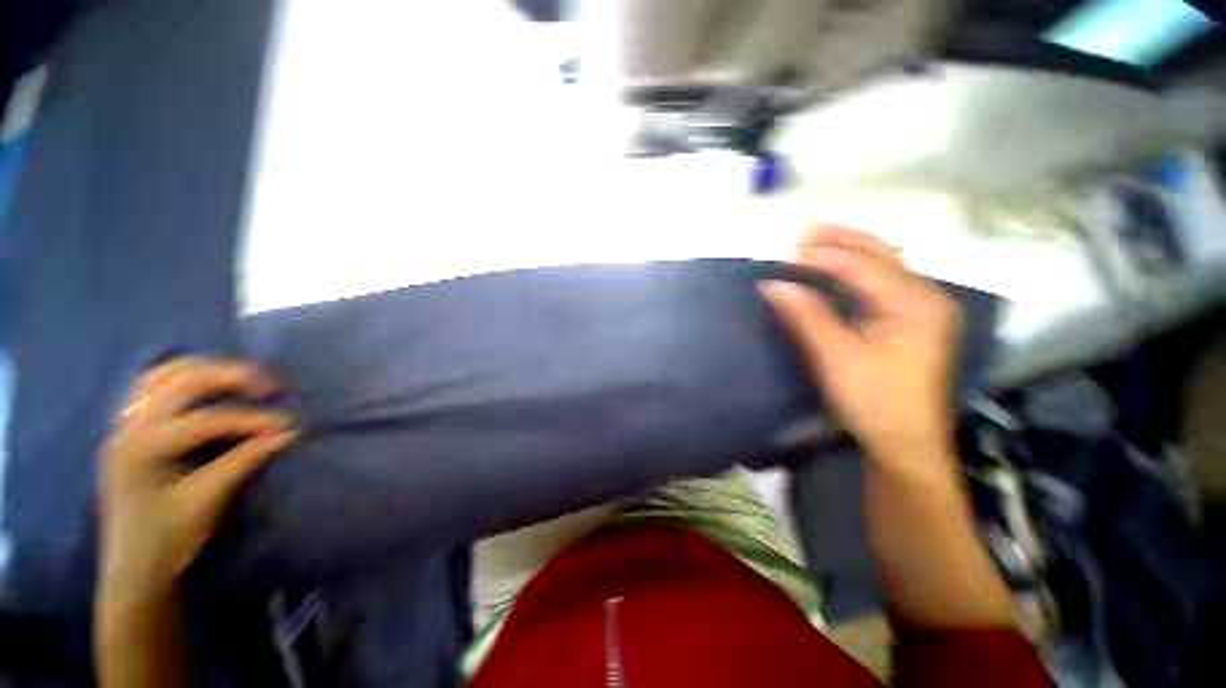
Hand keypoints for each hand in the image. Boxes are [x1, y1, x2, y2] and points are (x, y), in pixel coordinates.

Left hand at [98, 359, 297, 599]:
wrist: (133, 572)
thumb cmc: (167, 541)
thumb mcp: (207, 501)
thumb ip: (244, 461)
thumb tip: (287, 434)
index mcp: (142, 447)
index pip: (206, 419)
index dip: (252, 419)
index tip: (290, 424)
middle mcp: (128, 427)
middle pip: (180, 381)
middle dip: (229, 377)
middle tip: (269, 385)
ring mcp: (124, 427)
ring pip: (161, 376)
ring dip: (203, 370)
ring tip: (241, 378)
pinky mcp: (129, 432)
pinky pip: (152, 389)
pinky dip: (182, 380)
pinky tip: (206, 390)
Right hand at [759, 226, 962, 465]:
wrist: (906, 443)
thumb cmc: (873, 401)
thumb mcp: (835, 357)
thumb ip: (806, 316)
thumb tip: (773, 285)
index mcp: (915, 304)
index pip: (862, 266)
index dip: (820, 257)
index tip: (784, 254)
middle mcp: (926, 296)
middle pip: (880, 254)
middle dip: (838, 239)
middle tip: (801, 231)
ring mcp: (922, 308)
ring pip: (882, 265)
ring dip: (846, 251)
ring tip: (812, 241)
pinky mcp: (911, 321)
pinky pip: (880, 284)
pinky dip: (853, 272)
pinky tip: (833, 270)